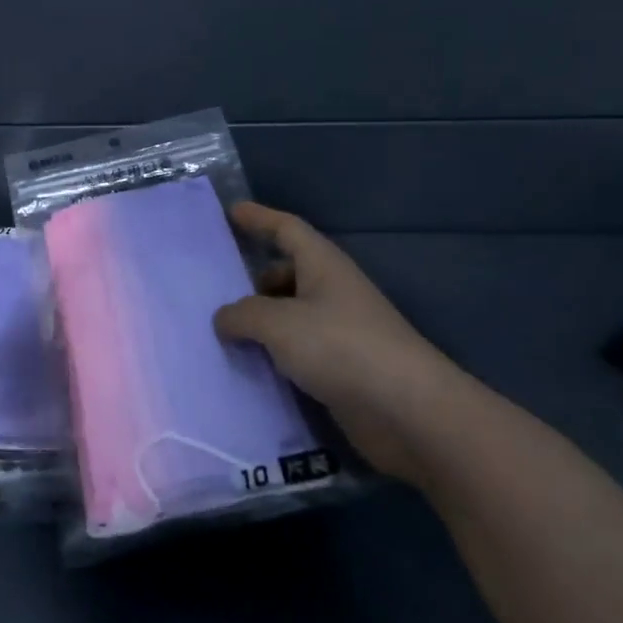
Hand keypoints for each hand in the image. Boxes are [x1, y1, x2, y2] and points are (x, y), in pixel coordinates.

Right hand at [214, 202, 485, 484]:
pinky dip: (273, 353)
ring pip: (291, 315)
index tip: (231, 211)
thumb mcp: (278, 323)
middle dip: (254, 278)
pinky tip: (249, 366)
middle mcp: (332, 293)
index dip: (259, 218)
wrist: (407, 411)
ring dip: (261, 321)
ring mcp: (339, 332)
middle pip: (288, 273)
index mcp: (323, 266)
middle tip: (215, 290)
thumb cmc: (340, 347)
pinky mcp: (341, 369)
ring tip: (222, 332)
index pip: (287, 229)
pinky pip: (297, 351)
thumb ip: (242, 315)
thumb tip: (223, 319)